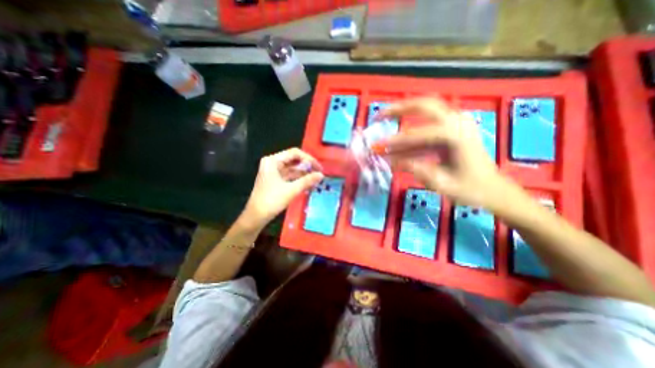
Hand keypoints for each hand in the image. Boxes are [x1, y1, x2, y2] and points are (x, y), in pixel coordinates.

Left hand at [240, 147, 321, 227]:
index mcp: (273, 161)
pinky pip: (290, 176)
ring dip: (304, 174)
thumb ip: (307, 181)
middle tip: (319, 173)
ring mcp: (274, 172)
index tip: (319, 167)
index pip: (294, 153)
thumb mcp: (291, 190)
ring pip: (293, 169)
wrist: (256, 217)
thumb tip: (321, 175)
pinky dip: (299, 179)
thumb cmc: (271, 201)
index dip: (309, 159)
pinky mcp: (276, 180)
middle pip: (294, 160)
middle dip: (307, 166)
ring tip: (316, 180)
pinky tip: (309, 184)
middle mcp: (273, 163)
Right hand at [380, 97, 510, 210]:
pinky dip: (411, 127)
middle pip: (423, 105)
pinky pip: (428, 122)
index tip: (377, 146)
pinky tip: (397, 137)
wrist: (493, 189)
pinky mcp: (452, 128)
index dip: (395, 141)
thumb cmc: (470, 189)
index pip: (417, 135)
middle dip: (398, 109)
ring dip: (403, 113)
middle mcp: (457, 122)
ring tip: (383, 118)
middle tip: (379, 116)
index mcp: (456, 136)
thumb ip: (415, 169)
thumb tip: (391, 161)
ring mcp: (456, 123)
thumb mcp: (441, 184)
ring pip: (426, 109)